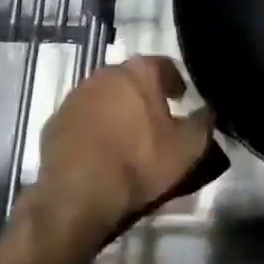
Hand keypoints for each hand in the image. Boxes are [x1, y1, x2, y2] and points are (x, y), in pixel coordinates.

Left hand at [31, 57, 215, 240]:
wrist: (78, 197)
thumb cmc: (139, 163)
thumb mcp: (188, 147)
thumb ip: (205, 122)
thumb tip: (210, 110)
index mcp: (140, 71)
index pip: (165, 66)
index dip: (176, 84)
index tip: (182, 102)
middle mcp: (106, 73)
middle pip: (132, 80)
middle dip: (144, 96)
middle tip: (155, 122)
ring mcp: (75, 96)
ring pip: (105, 97)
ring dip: (116, 111)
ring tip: (126, 139)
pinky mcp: (54, 121)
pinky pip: (82, 119)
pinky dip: (93, 129)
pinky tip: (100, 153)